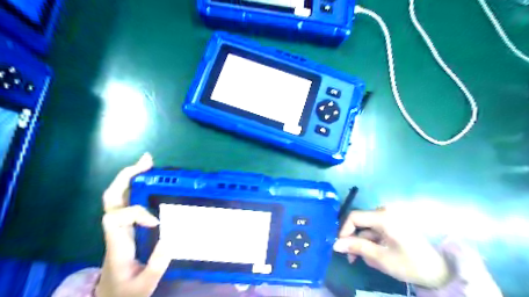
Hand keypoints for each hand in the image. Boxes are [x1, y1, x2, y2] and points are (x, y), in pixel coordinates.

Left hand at [96, 153, 170, 296]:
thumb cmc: (126, 291)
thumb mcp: (144, 285)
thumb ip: (157, 265)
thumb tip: (171, 238)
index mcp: (116, 245)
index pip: (116, 218)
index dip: (137, 213)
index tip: (155, 223)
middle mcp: (114, 231)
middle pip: (111, 198)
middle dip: (127, 177)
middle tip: (147, 162)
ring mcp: (119, 226)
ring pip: (116, 196)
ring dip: (131, 177)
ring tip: (148, 164)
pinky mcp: (125, 225)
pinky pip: (126, 201)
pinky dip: (137, 186)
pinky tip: (150, 180)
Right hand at [334, 208, 449, 288]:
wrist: (442, 270)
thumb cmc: (411, 264)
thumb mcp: (381, 258)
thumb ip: (356, 247)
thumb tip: (335, 244)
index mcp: (383, 216)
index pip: (354, 217)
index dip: (344, 230)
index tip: (341, 247)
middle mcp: (385, 211)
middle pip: (360, 222)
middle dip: (354, 239)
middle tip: (353, 258)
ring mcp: (391, 216)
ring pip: (367, 227)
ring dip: (363, 242)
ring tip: (369, 260)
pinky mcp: (394, 222)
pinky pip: (376, 229)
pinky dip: (373, 241)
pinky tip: (377, 255)